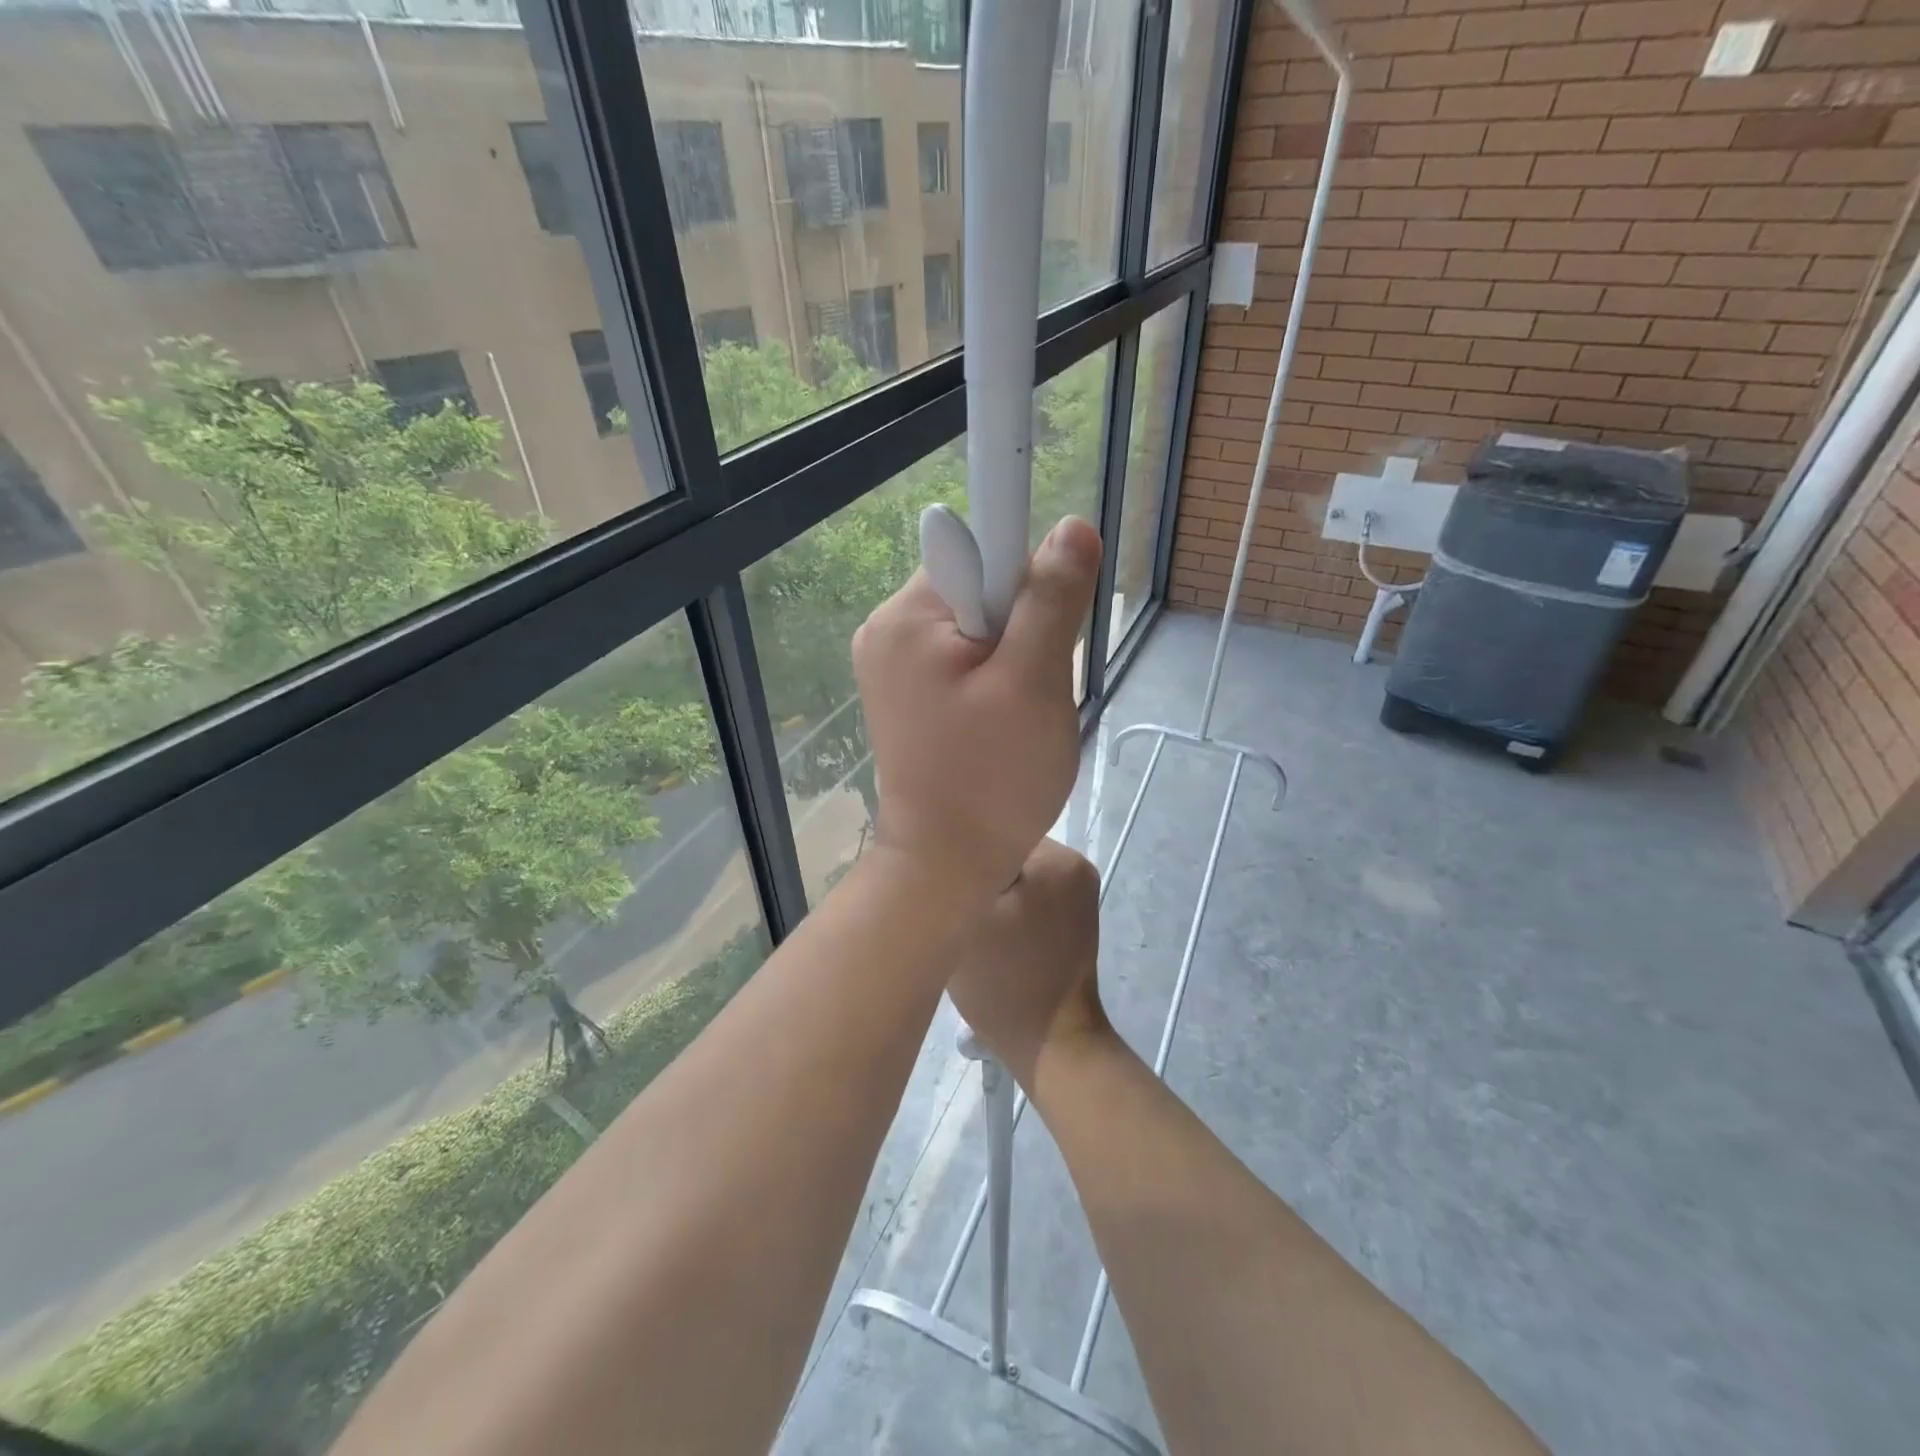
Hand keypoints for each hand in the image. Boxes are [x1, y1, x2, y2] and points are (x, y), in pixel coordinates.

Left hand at [853, 517, 1100, 903]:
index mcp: (907, 618)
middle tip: (1032, 691)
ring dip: (1013, 657)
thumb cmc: (991, 780)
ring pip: (978, 625)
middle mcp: (887, 629)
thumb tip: (1072, 528)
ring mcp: (892, 664)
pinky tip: (998, 723)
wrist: (945, 866)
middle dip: (1022, 627)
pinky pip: (963, 658)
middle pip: (980, 586)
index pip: (979, 547)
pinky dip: (993, 679)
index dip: (1026, 574)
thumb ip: (1051, 600)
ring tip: (1015, 716)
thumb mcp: (1033, 684)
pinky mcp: (905, 693)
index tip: (1046, 624)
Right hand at [946, 838, 1113, 1090]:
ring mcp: (1081, 892)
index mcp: (1058, 859)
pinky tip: (997, 932)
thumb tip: (945, 844)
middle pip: (1009, 852)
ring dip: (996, 890)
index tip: (943, 882)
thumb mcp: (968, 920)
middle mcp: (1077, 865)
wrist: (1050, 1045)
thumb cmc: (1004, 982)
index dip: (964, 856)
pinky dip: (1013, 906)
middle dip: (981, 873)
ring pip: (1019, 873)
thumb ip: (957, 873)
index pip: (994, 834)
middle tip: (955, 905)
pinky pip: (1034, 893)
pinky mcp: (1077, 917)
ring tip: (975, 921)